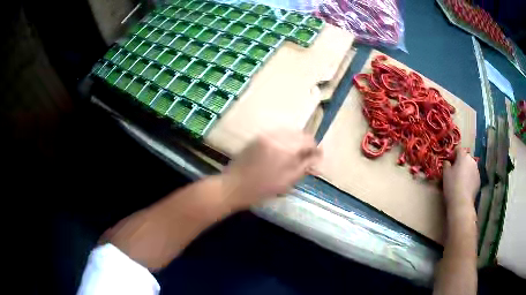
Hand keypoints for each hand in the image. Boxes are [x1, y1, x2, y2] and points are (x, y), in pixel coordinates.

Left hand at [221, 130, 321, 209]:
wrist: (233, 186)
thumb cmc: (262, 188)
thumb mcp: (287, 181)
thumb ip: (305, 166)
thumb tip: (317, 158)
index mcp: (285, 148)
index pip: (308, 140)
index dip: (316, 148)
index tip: (318, 157)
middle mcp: (276, 136)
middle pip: (299, 133)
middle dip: (306, 143)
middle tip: (309, 156)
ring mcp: (265, 135)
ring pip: (288, 132)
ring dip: (296, 140)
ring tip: (297, 154)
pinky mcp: (257, 137)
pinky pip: (277, 134)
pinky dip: (284, 140)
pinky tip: (283, 151)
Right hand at [442, 148, 479, 209]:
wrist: (461, 202)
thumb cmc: (452, 185)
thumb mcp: (445, 173)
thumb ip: (446, 164)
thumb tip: (448, 162)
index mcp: (463, 156)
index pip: (458, 148)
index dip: (453, 154)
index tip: (449, 162)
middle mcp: (472, 160)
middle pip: (465, 158)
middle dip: (460, 162)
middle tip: (454, 172)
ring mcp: (477, 170)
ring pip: (470, 167)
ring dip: (465, 170)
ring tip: (460, 181)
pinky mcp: (479, 180)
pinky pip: (473, 176)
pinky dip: (469, 179)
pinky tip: (464, 187)